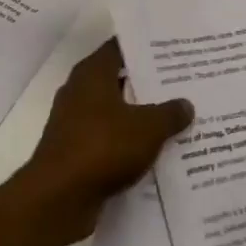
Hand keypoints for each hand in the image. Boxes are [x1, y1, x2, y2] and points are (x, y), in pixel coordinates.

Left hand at [16, 38, 193, 242]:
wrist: (60, 196)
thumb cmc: (103, 147)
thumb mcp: (147, 128)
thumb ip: (169, 113)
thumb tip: (185, 104)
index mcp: (92, 74)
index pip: (119, 48)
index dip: (144, 48)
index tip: (172, 50)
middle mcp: (79, 91)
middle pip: (118, 80)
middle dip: (147, 84)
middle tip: (182, 85)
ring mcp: (74, 122)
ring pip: (114, 112)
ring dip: (138, 117)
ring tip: (175, 119)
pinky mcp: (75, 151)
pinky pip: (107, 140)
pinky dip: (127, 143)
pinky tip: (154, 152)